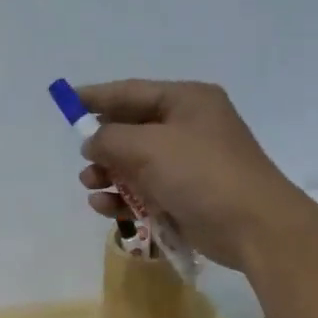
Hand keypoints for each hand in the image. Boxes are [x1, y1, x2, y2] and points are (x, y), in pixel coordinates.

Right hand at [77, 80, 312, 269]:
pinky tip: (106, 208)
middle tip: (85, 161)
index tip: (66, 102)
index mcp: (187, 101)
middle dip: (103, 147)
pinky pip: (145, 192)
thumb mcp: (148, 146)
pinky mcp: (186, 197)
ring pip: (135, 165)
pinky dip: (124, 199)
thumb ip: (110, 138)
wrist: (252, 226)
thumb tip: (92, 141)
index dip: (97, 97)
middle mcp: (188, 128)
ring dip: (109, 176)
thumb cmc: (201, 173)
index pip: (132, 92)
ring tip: (92, 187)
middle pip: (132, 130)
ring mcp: (188, 165)